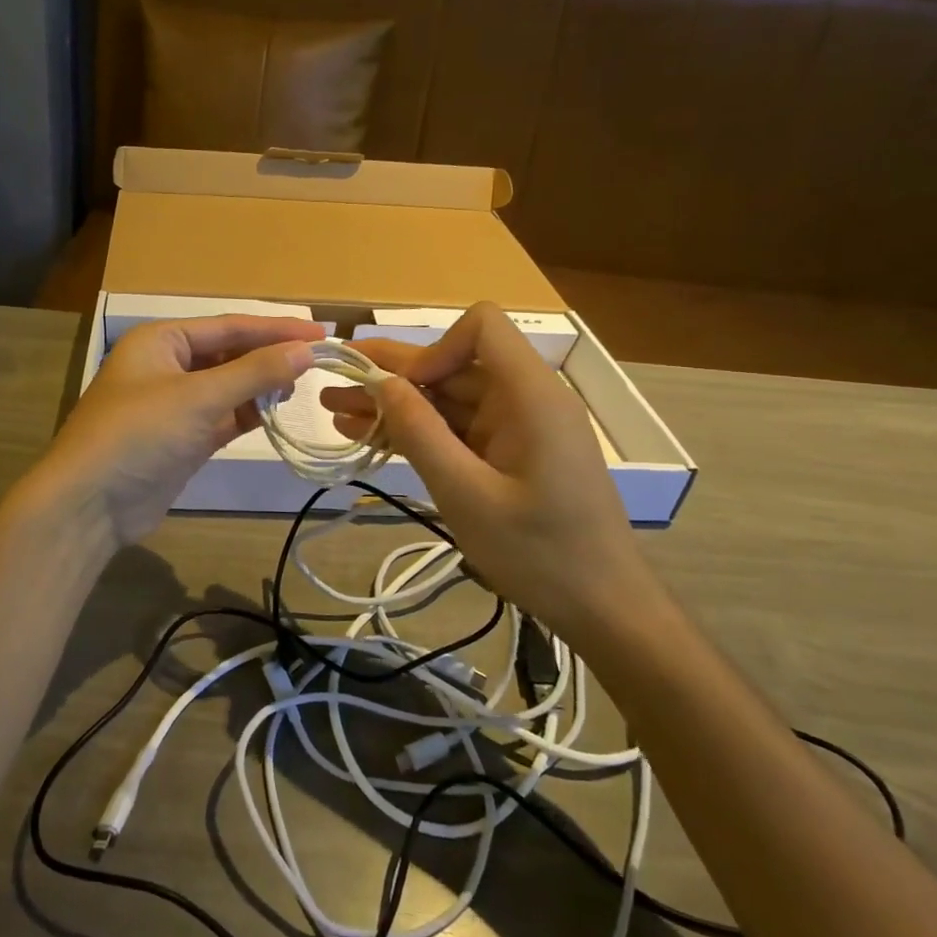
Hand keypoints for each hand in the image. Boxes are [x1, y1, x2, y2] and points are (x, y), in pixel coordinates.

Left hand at [35, 314, 325, 548]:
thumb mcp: (199, 397)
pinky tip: (276, 413)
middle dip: (268, 356)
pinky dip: (247, 414)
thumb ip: (254, 373)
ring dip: (259, 386)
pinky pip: (222, 418)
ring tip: (301, 385)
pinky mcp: (181, 440)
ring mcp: (173, 405)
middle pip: (228, 354)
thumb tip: (305, 351)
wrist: (90, 505)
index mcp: (161, 341)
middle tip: (317, 361)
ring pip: (227, 387)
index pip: (228, 326)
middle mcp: (166, 366)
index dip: (275, 329)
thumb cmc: (140, 434)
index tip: (320, 334)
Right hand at [319, 302, 656, 635]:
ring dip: (395, 405)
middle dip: (392, 374)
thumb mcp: (467, 495)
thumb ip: (420, 433)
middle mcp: (525, 399)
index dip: (434, 347)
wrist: (603, 609)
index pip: (481, 328)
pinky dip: (417, 432)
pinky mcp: (508, 454)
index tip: (402, 390)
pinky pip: (457, 429)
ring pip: (447, 399)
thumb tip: (380, 383)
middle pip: (453, 365)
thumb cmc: (540, 553)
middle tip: (333, 381)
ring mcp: (516, 428)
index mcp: (530, 396)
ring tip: (336, 411)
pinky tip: (369, 436)